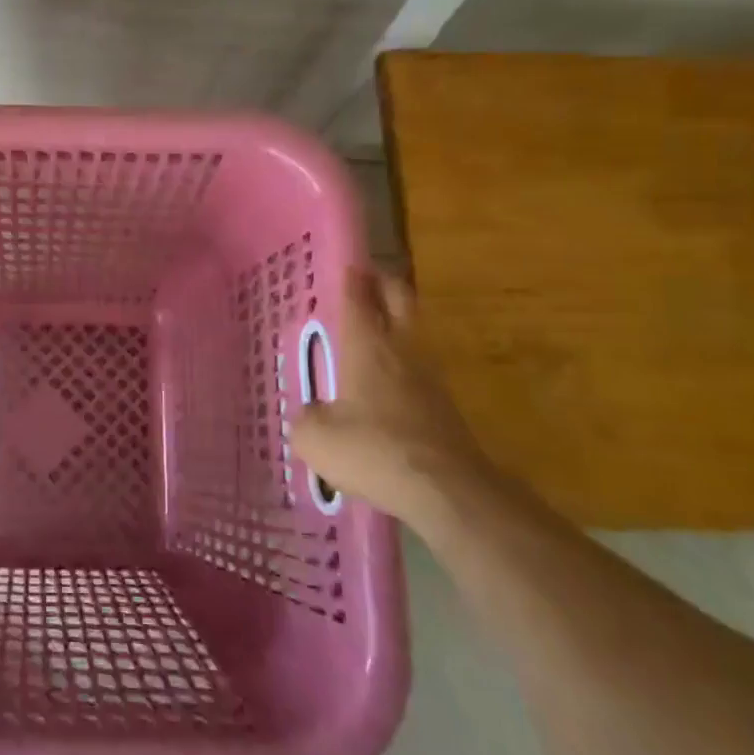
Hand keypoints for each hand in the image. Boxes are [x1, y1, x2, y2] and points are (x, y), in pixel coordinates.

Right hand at [291, 266, 481, 519]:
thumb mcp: (315, 438)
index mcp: (367, 345)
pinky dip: (402, 366)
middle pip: (399, 299)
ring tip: (372, 334)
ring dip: (396, 325)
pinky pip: (418, 371)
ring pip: (413, 333)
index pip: (359, 296)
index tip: (348, 263)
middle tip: (365, 283)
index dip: (352, 277)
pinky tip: (386, 386)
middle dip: (384, 285)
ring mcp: (429, 377)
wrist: (447, 491)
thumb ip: (306, 418)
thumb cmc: (373, 450)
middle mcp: (401, 350)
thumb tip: (311, 414)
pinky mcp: (445, 406)